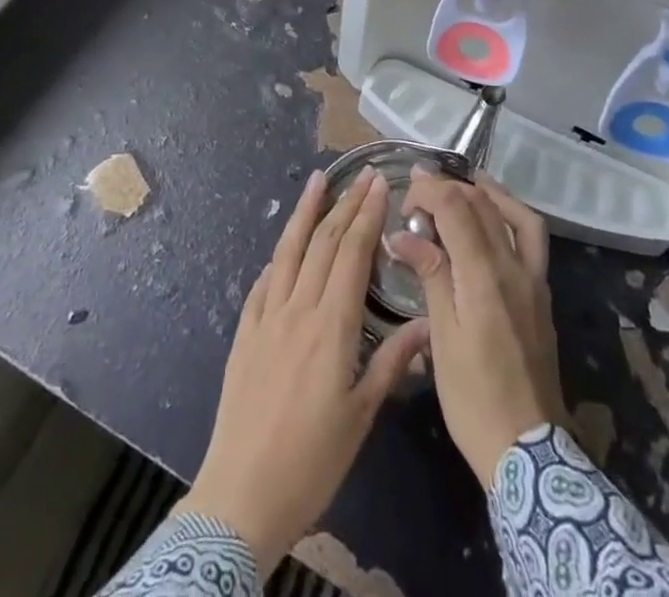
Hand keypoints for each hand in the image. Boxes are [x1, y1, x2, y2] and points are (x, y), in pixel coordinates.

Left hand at [178, 167, 429, 573]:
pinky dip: (279, 256)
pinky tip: (285, 247)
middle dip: (345, 204)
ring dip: (305, 212)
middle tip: (362, 174)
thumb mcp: (360, 416)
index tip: (380, 185)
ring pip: (288, 251)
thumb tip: (427, 324)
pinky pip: (264, 281)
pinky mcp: (245, 332)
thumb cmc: (311, 461)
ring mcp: (266, 317)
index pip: (351, 254)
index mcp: (330, 326)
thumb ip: (392, 363)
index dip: (367, 216)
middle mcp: (297, 308)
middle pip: (323, 243)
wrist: (241, 494)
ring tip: (317, 180)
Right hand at [388, 170, 566, 487]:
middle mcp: (515, 267)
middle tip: (419, 188)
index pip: (457, 208)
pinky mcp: (542, 294)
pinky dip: (511, 215)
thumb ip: (430, 277)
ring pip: (515, 215)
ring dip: (487, 192)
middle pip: (484, 205)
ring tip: (463, 183)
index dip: (430, 191)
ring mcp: (534, 280)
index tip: (404, 196)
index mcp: (485, 277)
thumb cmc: (473, 398)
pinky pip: (531, 237)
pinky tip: (493, 220)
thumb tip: (403, 236)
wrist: (528, 450)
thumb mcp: (442, 339)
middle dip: (449, 187)